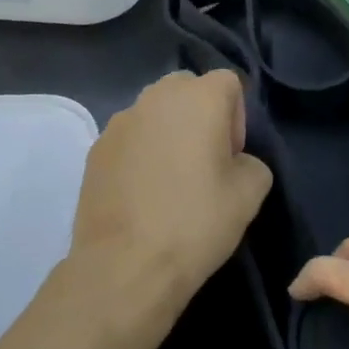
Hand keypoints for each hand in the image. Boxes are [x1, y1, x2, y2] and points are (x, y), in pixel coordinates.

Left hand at [71, 70, 271, 333]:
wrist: (124, 266)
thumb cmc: (195, 223)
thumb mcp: (250, 195)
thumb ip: (252, 163)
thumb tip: (235, 162)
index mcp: (199, 97)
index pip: (228, 82)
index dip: (237, 117)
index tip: (231, 156)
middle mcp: (157, 96)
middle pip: (188, 89)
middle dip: (200, 116)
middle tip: (204, 162)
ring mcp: (120, 120)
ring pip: (155, 112)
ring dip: (168, 132)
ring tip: (170, 180)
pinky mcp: (96, 147)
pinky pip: (129, 137)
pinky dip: (140, 153)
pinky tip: (142, 194)